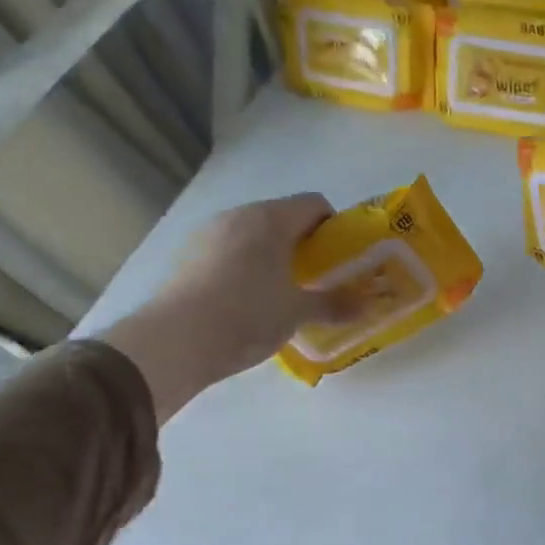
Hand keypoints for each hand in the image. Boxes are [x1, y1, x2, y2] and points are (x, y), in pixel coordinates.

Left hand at [103, 193, 354, 422]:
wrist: (176, 340)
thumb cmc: (248, 314)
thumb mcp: (298, 312)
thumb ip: (335, 304)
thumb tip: (368, 306)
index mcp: (271, 219)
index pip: (314, 204)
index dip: (333, 226)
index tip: (341, 257)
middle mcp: (238, 216)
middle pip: (282, 218)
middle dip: (304, 243)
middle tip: (317, 277)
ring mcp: (208, 234)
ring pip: (253, 235)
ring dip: (272, 255)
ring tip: (282, 291)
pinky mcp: (187, 256)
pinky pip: (228, 251)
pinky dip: (245, 266)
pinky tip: (247, 300)